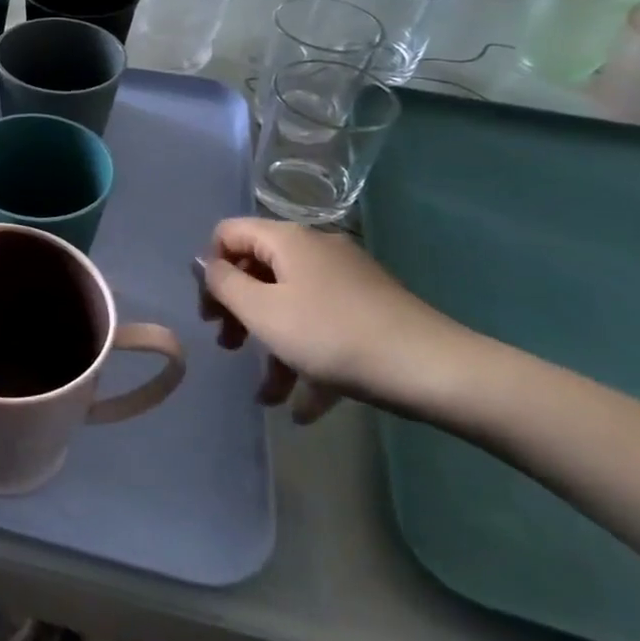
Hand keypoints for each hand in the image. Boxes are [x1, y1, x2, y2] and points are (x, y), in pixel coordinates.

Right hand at [201, 217, 476, 422]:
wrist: (435, 371)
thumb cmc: (332, 336)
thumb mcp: (262, 311)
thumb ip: (223, 284)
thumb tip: (205, 263)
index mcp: (287, 240)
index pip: (229, 233)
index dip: (211, 268)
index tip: (212, 311)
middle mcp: (316, 251)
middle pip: (259, 270)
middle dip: (238, 310)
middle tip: (229, 347)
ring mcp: (347, 281)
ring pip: (291, 304)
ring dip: (271, 345)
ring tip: (266, 394)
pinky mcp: (370, 310)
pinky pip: (324, 327)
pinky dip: (308, 359)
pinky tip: (303, 407)